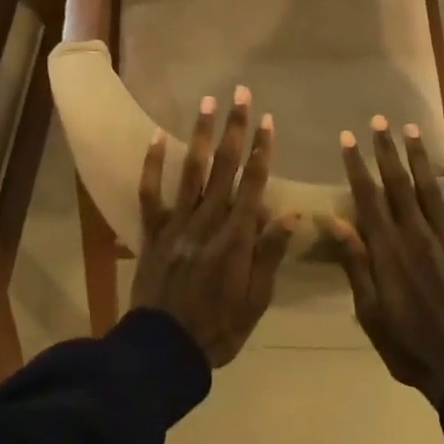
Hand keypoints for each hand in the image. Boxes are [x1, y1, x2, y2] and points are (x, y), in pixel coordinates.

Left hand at [132, 88, 296, 367]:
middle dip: (235, 128)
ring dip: (201, 134)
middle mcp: (208, 221)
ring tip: (207, 102)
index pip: (253, 184)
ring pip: (192, 170)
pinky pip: (150, 193)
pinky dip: (153, 165)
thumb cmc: (219, 327)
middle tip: (241, 94)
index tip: (268, 121)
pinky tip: (157, 137)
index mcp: (236, 237)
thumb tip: (293, 214)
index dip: (262, 150)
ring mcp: (177, 223)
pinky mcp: (153, 231)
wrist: (164, 349)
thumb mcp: (256, 299)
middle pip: (225, 167)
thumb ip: (270, 254)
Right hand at [321, 118, 443, 404]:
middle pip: (399, 185)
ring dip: (421, 158)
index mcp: (388, 251)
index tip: (347, 138)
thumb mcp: (369, 311)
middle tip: (379, 121)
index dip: (357, 166)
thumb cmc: (406, 345)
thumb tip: (334, 219)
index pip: (368, 198)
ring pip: (431, 190)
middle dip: (387, 151)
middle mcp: (416, 237)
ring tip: (412, 129)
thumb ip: (355, 263)